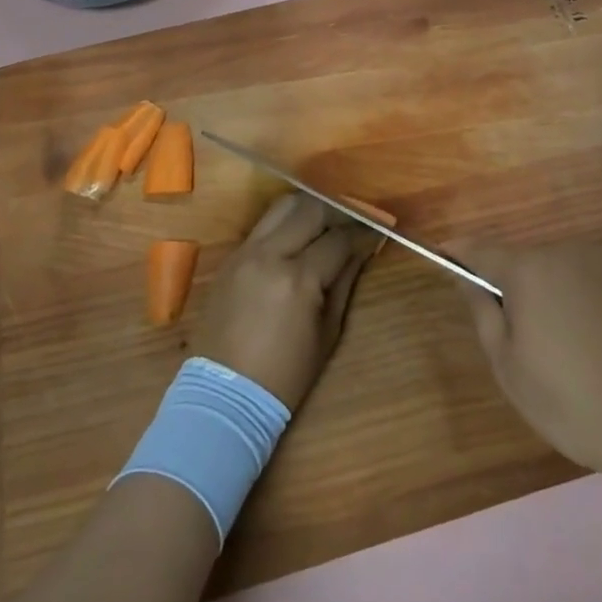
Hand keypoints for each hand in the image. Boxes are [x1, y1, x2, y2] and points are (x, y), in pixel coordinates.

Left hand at [192, 193, 378, 409]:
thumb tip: (362, 249)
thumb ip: (344, 282)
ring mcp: (246, 251)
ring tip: (327, 222)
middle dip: (339, 211)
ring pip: (284, 206)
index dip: (362, 233)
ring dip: (310, 208)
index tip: (377, 231)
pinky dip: (286, 222)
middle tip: (354, 221)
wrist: (224, 395)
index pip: (339, 239)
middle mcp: (270, 254)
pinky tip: (299, 235)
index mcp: (298, 279)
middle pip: (311, 209)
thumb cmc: (285, 375)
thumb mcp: (327, 333)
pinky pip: (264, 224)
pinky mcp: (231, 257)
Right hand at [454, 244, 601, 485]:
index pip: (481, 249)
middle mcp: (568, 251)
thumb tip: (467, 278)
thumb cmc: (578, 403)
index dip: (460, 255)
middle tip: (528, 343)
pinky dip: (598, 306)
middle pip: (528, 263)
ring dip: (561, 298)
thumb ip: (484, 315)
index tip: (447, 260)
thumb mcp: (511, 371)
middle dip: (520, 290)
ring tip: (578, 354)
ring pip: (568, 273)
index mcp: (530, 269)